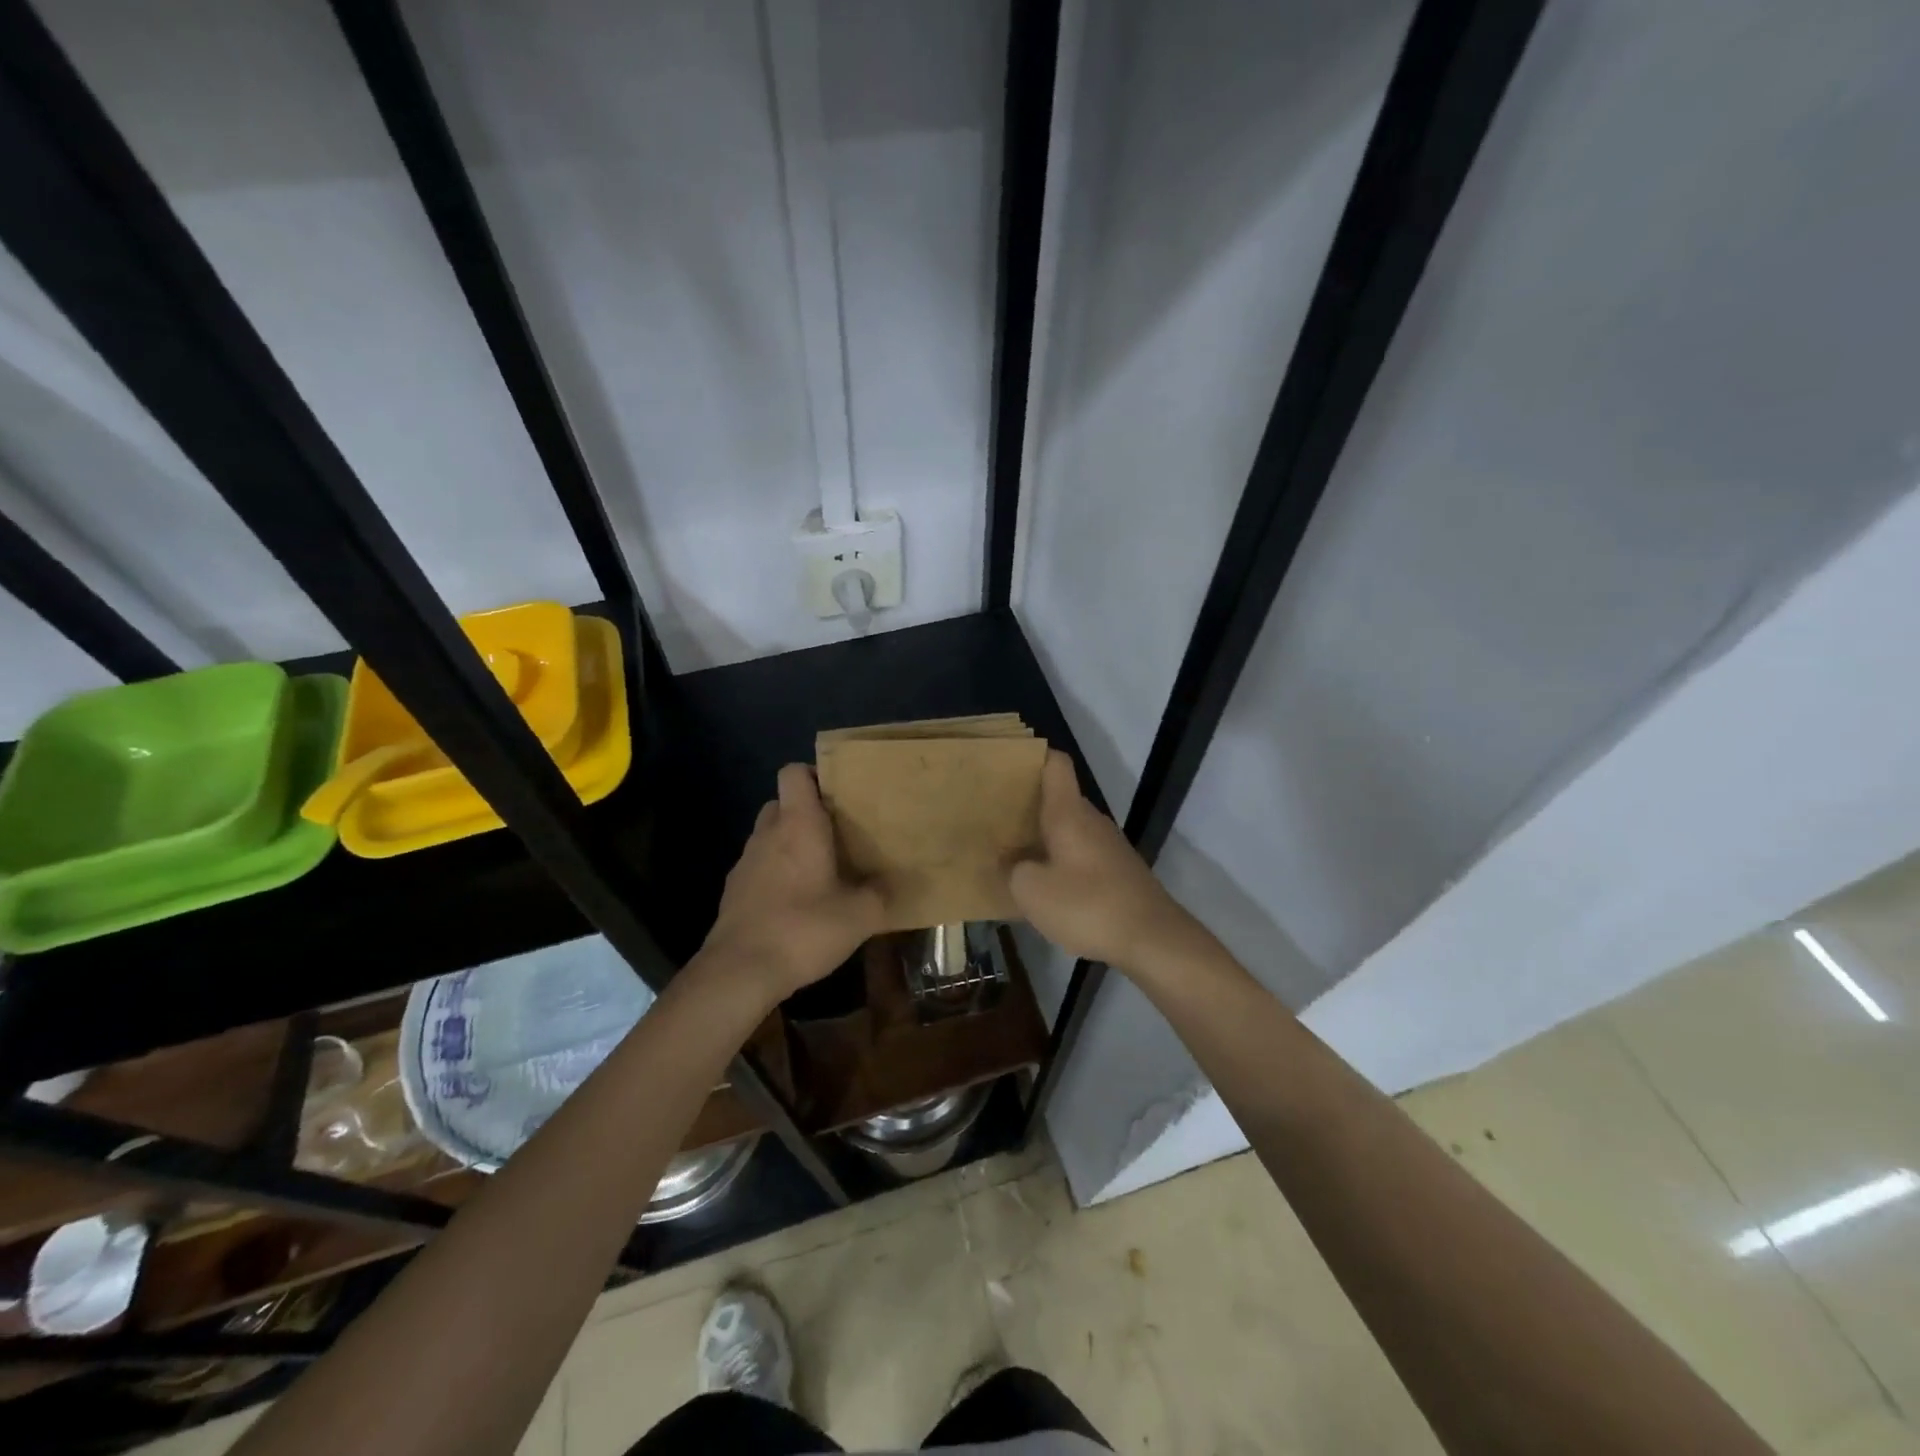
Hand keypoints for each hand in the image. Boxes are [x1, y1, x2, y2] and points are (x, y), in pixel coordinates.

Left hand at [700, 764, 884, 1005]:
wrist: (740, 971)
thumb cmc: (803, 928)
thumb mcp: (860, 915)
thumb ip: (880, 893)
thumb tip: (890, 884)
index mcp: (798, 824)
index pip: (793, 772)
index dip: (813, 774)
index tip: (838, 794)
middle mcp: (768, 833)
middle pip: (782, 803)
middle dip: (806, 813)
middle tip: (836, 835)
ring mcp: (745, 862)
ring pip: (769, 836)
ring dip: (790, 845)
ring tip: (820, 871)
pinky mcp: (733, 891)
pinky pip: (759, 867)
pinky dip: (776, 875)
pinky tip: (796, 904)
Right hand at [1009, 751, 1207, 972]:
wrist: (1153, 939)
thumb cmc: (1087, 905)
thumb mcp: (1032, 891)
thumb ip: (1012, 869)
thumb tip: (1007, 859)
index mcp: (1069, 812)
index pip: (1055, 764)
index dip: (1032, 757)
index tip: (1005, 766)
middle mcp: (1091, 820)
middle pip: (1058, 797)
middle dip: (1026, 804)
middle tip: (993, 817)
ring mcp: (1108, 845)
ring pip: (1069, 828)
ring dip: (1042, 837)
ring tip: (1011, 853)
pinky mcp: (1118, 871)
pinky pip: (1080, 854)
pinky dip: (1060, 860)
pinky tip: (1044, 886)